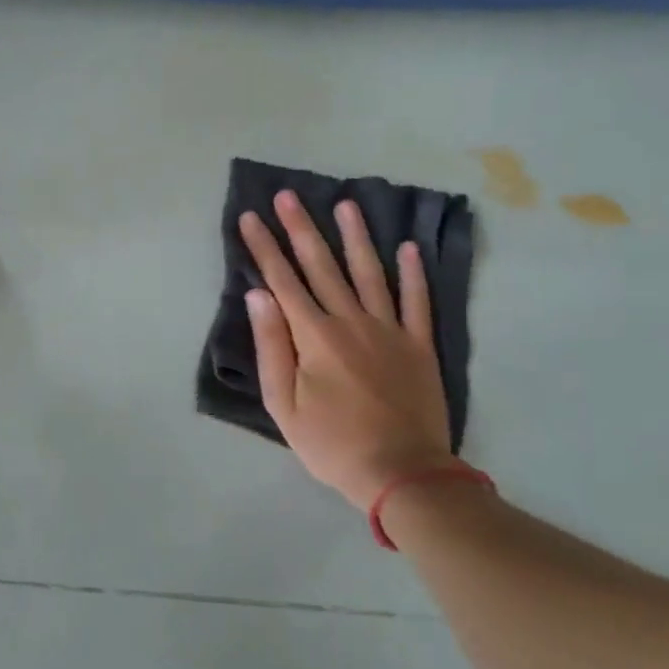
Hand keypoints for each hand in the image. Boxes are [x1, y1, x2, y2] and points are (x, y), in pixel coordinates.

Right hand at [239, 192, 456, 510]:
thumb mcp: (283, 403)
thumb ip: (271, 346)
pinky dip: (414, 274)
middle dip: (300, 229)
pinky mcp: (418, 346)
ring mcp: (389, 330)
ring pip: (369, 273)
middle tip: (287, 195)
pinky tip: (409, 248)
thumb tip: (259, 296)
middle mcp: (351, 321)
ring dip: (356, 237)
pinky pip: (417, 302)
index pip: (282, 281)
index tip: (249, 218)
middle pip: (321, 266)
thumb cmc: (331, 443)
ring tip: (346, 204)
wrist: (402, 473)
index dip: (263, 248)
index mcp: (314, 336)